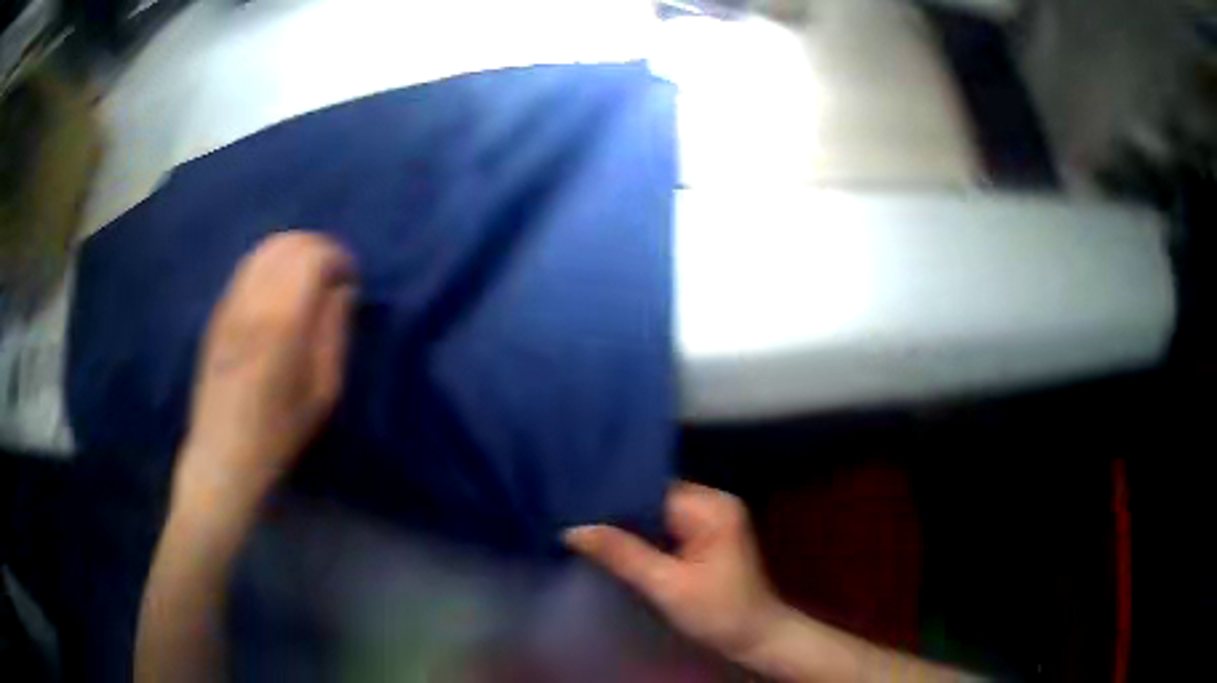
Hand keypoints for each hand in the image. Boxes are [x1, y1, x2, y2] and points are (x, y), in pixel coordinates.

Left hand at [176, 231, 355, 512]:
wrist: (223, 454)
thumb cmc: (280, 431)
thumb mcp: (323, 392)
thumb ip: (334, 332)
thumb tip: (343, 290)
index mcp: (283, 320)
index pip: (313, 256)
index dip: (338, 257)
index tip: (351, 280)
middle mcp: (253, 300)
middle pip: (288, 243)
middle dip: (318, 248)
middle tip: (333, 275)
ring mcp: (230, 303)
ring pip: (264, 250)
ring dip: (293, 252)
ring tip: (308, 277)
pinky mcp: (218, 312)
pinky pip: (246, 268)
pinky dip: (270, 263)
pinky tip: (279, 288)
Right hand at [565, 482, 784, 661]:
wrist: (756, 638)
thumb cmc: (717, 613)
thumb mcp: (666, 586)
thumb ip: (621, 554)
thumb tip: (573, 529)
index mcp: (712, 507)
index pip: (652, 489)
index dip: (614, 498)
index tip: (575, 505)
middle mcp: (714, 502)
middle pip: (655, 497)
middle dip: (618, 511)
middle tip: (574, 518)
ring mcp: (714, 517)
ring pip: (658, 511)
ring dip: (629, 524)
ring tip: (587, 528)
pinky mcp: (709, 534)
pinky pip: (667, 525)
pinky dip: (644, 535)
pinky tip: (617, 544)